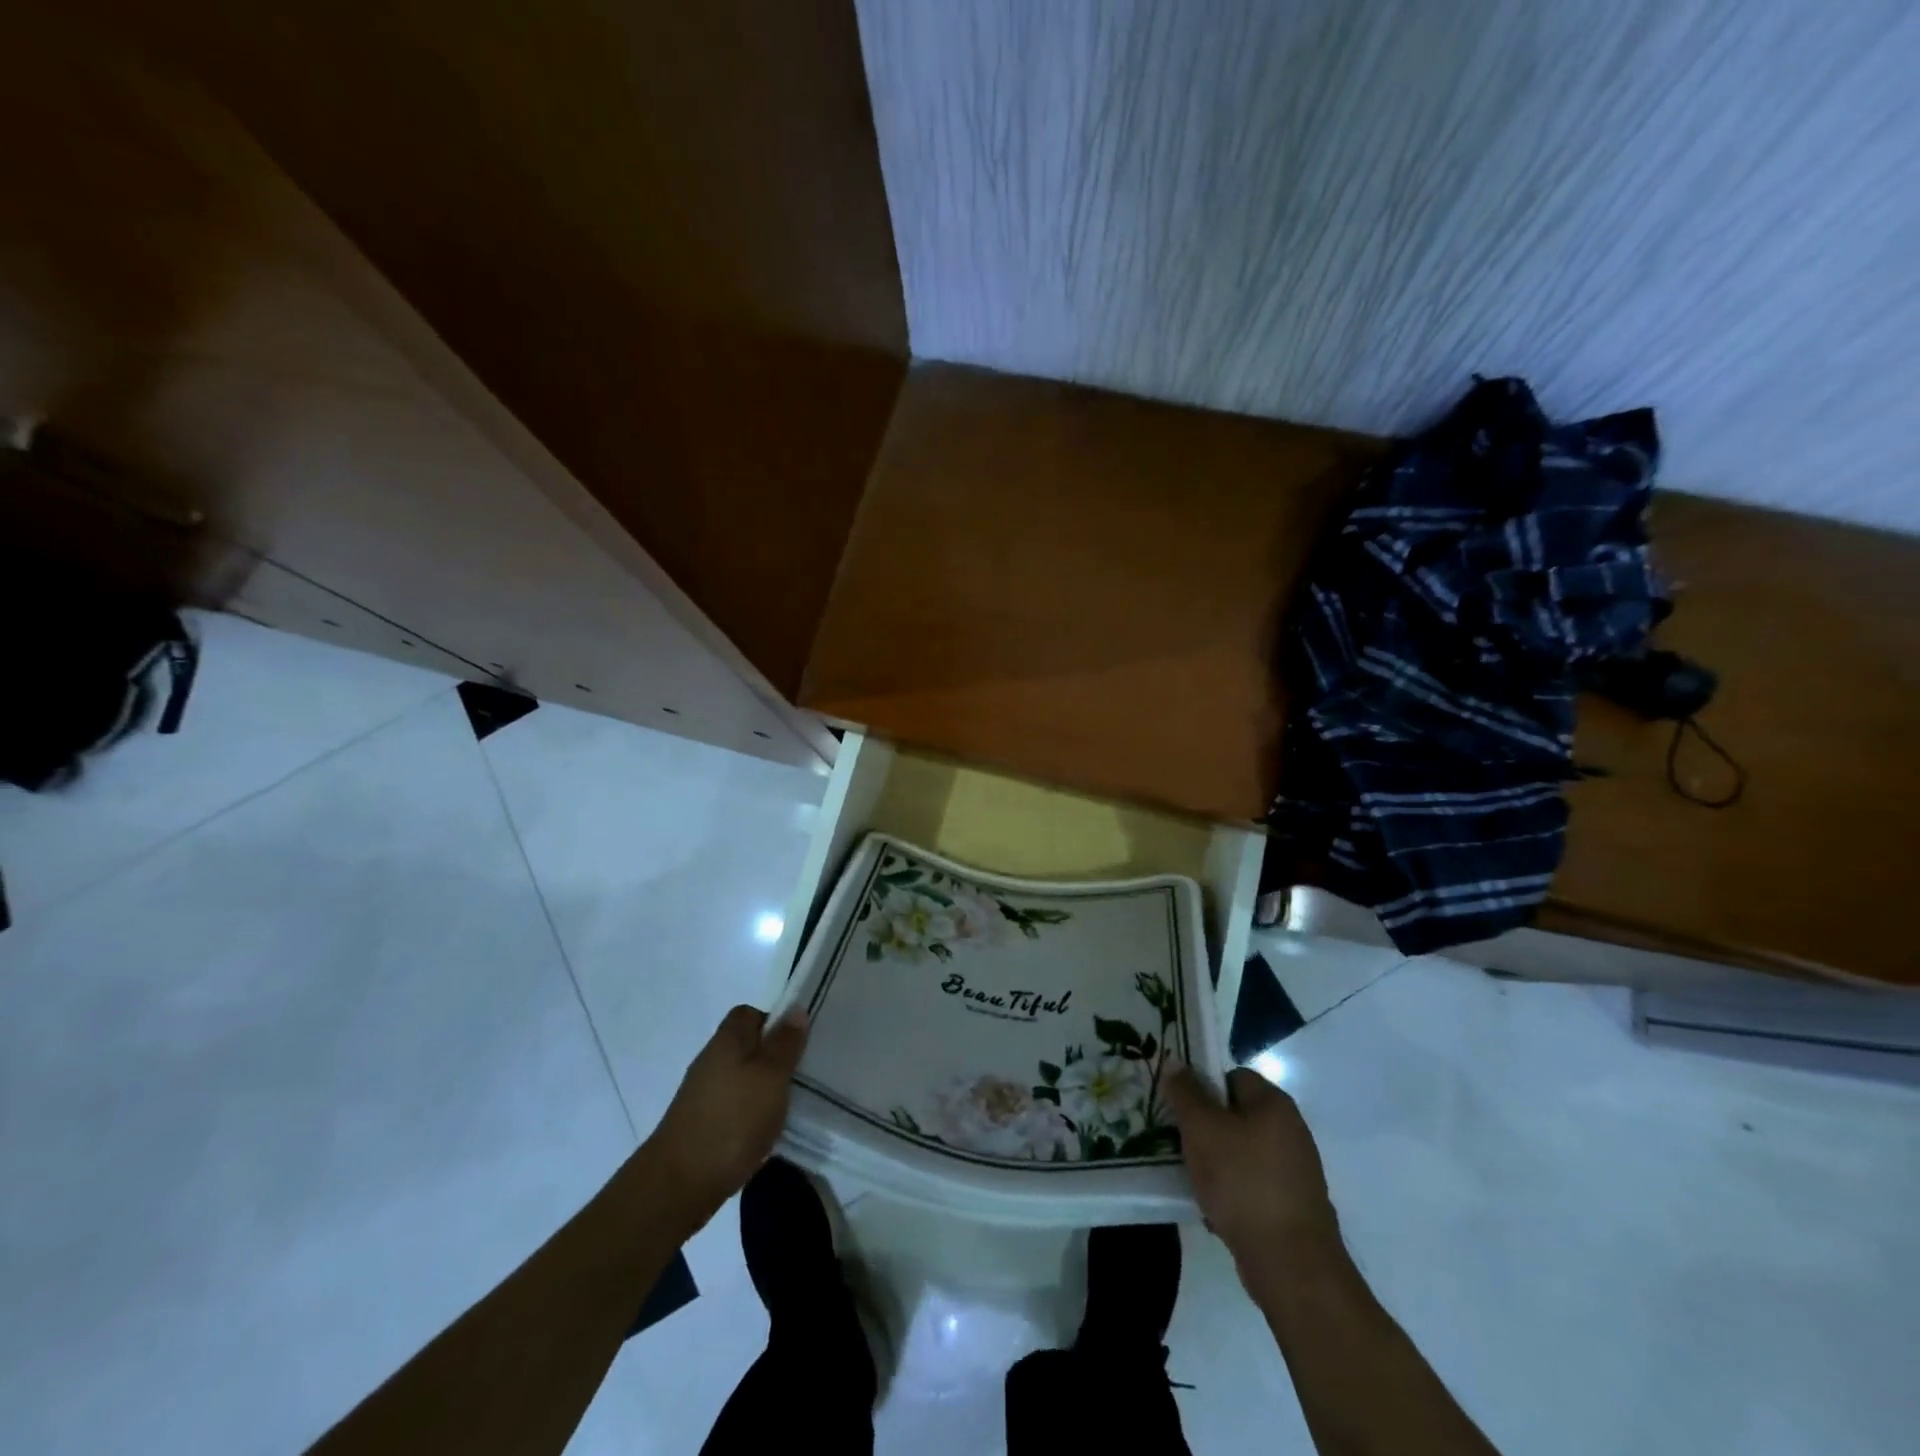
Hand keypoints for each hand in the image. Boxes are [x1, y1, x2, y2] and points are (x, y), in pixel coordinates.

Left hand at [645, 1005, 809, 1229]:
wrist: (678, 1185)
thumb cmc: (732, 1120)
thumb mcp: (771, 1076)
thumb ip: (785, 1044)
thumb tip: (796, 1009)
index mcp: (727, 1041)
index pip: (749, 1013)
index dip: (774, 1021)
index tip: (796, 1042)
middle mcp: (711, 1061)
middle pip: (746, 1046)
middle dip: (773, 1058)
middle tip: (801, 1074)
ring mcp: (702, 1095)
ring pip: (741, 1078)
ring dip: (763, 1089)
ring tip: (789, 1106)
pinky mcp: (701, 1125)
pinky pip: (734, 1107)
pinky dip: (751, 1114)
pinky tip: (765, 1132)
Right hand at [1165, 1064, 1340, 1283]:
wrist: (1291, 1264)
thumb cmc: (1243, 1182)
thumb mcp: (1202, 1129)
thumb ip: (1185, 1092)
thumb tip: (1174, 1060)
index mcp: (1274, 1103)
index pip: (1232, 1076)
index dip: (1203, 1086)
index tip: (1179, 1106)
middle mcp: (1291, 1131)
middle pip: (1237, 1114)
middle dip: (1206, 1127)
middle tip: (1178, 1139)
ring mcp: (1295, 1171)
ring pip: (1242, 1151)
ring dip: (1216, 1161)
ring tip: (1191, 1175)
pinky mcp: (1293, 1205)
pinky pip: (1253, 1184)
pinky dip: (1233, 1191)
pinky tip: (1213, 1208)